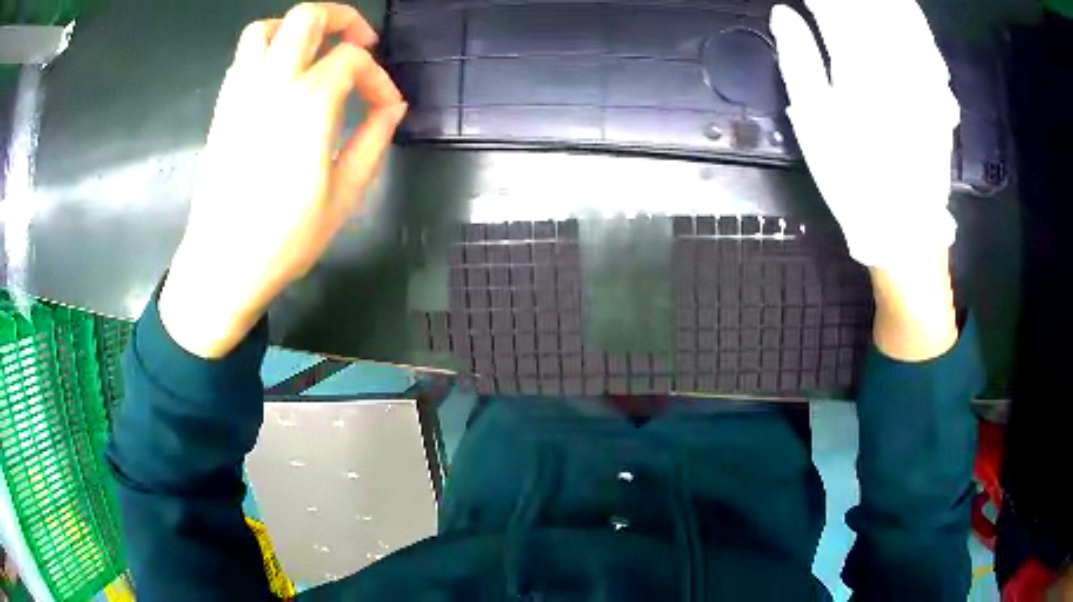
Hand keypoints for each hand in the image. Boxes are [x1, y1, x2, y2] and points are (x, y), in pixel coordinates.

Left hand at [160, 3, 406, 357]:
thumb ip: (373, 140)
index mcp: (307, 105)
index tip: (387, 106)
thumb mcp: (344, 194)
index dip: (379, 77)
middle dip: (343, 18)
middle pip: (307, 17)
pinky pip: (244, 57)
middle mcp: (271, 85)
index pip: (352, 61)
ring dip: (297, 28)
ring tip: (315, 51)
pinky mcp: (222, 108)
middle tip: (360, 43)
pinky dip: (269, 50)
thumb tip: (393, 106)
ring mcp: (240, 93)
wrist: (222, 264)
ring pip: (266, 28)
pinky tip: (282, 78)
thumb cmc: (284, 238)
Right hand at [770, 0, 959, 268]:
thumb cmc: (852, 178)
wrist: (906, 228)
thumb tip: (784, 13)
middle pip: (869, 5)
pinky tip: (903, 9)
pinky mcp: (940, 90)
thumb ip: (799, 59)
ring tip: (865, 0)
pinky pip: (928, 40)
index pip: (833, 5)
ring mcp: (923, 74)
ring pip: (901, 14)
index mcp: (857, 64)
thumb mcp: (813, 121)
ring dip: (883, 2)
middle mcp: (895, 60)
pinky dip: (913, 17)